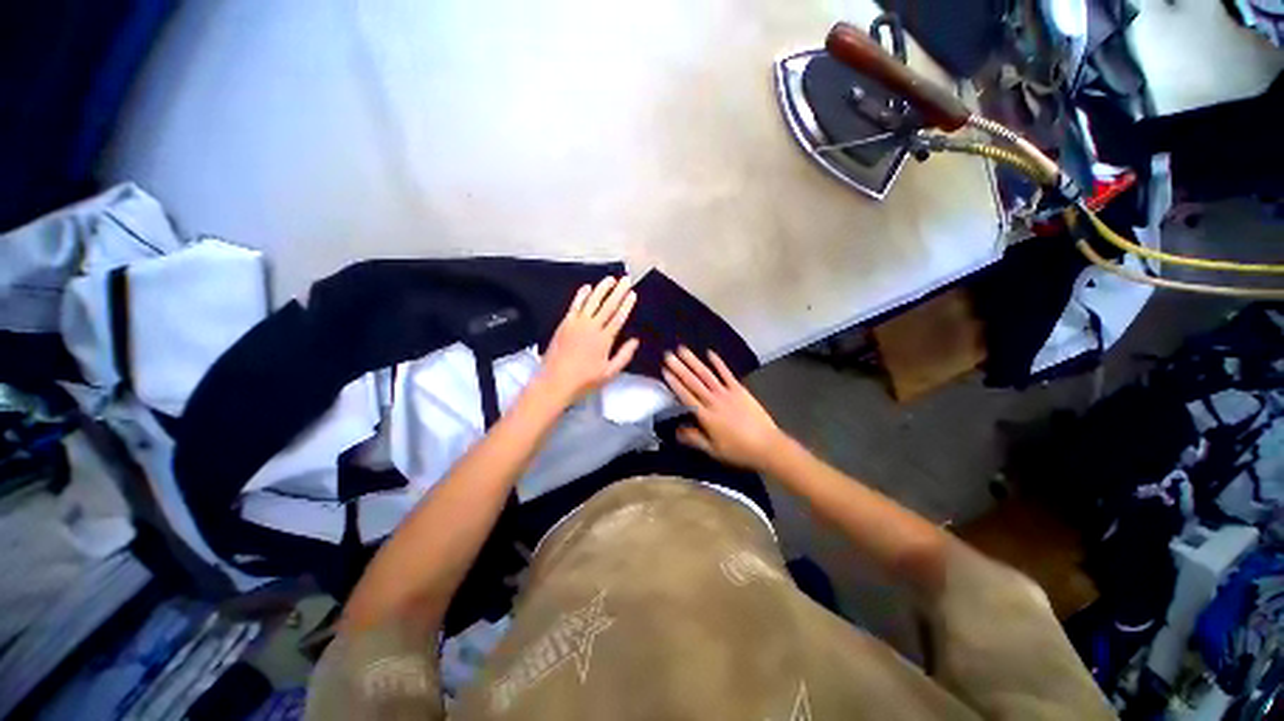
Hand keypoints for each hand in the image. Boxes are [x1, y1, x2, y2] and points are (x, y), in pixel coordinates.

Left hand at [537, 276, 638, 404]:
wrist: (555, 381)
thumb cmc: (584, 380)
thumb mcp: (610, 373)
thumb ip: (624, 355)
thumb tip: (636, 340)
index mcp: (604, 339)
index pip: (619, 317)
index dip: (627, 305)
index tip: (633, 294)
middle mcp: (592, 327)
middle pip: (607, 305)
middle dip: (618, 291)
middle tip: (626, 279)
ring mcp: (577, 323)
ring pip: (592, 301)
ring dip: (602, 288)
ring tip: (610, 279)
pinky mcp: (565, 323)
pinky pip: (575, 305)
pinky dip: (582, 295)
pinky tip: (587, 287)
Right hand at [662, 347, 785, 469]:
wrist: (767, 446)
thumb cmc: (738, 451)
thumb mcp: (713, 450)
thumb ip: (694, 438)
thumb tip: (675, 430)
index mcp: (706, 416)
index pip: (686, 396)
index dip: (674, 383)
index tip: (664, 371)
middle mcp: (714, 401)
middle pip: (693, 382)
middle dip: (679, 368)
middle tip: (668, 355)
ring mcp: (727, 393)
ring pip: (706, 374)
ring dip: (694, 361)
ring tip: (683, 350)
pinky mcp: (740, 390)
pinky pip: (727, 374)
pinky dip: (718, 363)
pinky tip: (710, 353)